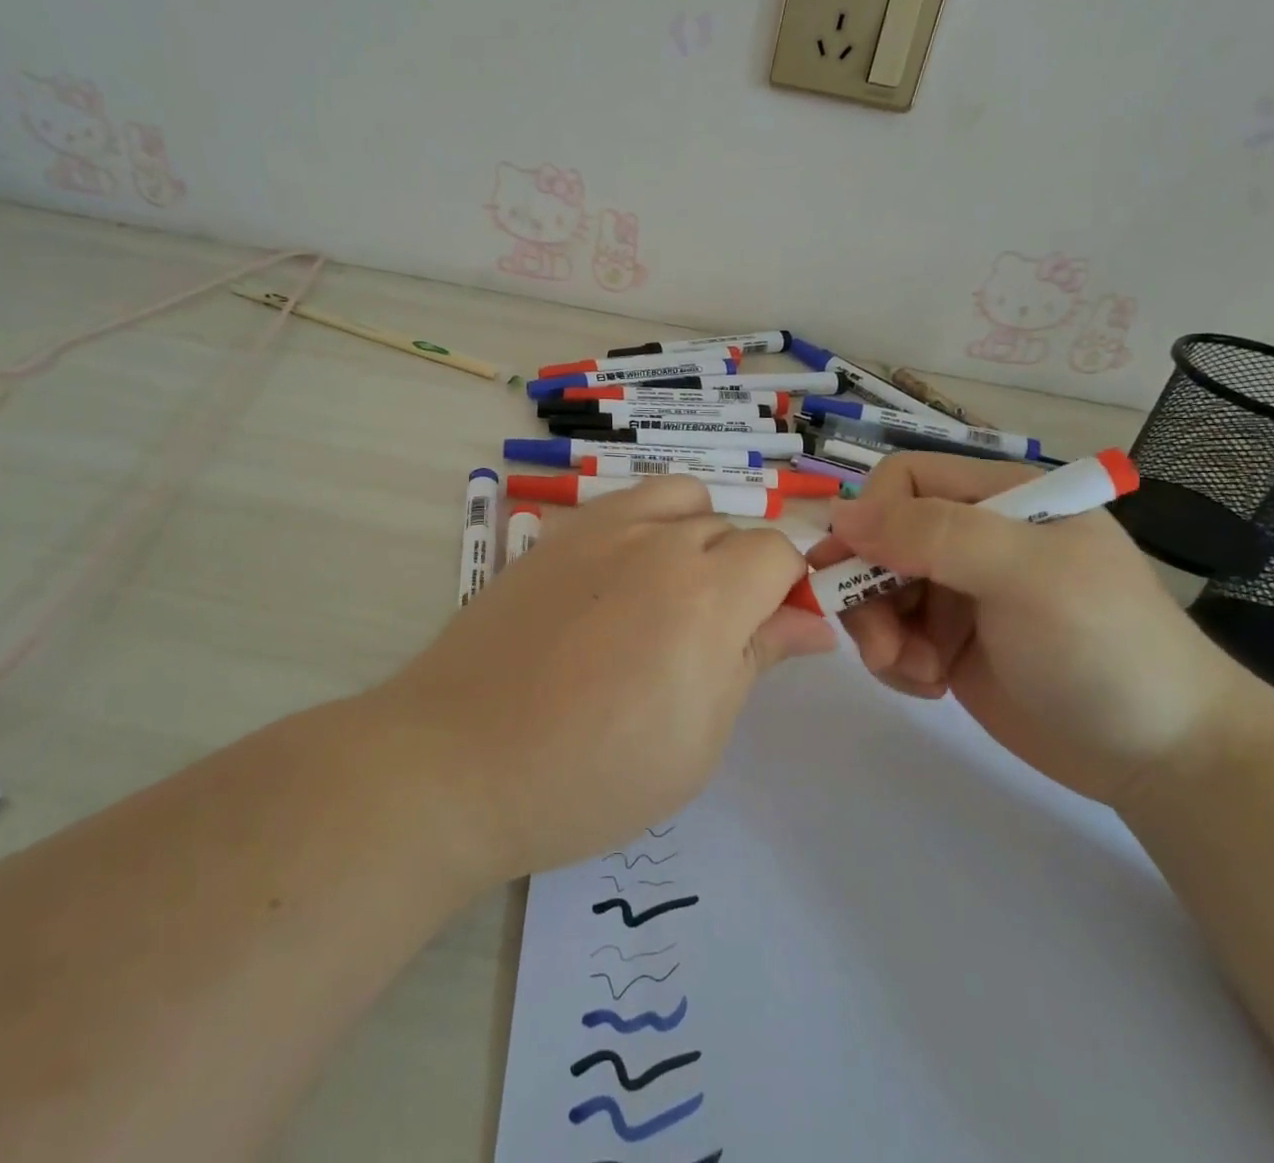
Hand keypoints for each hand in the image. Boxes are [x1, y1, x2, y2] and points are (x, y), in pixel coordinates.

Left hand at [374, 478, 834, 884]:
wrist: (459, 761)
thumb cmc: (591, 776)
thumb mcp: (698, 739)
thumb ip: (757, 660)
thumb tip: (814, 622)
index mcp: (707, 596)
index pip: (778, 552)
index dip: (787, 589)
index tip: (772, 634)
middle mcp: (658, 543)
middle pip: (730, 527)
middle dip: (742, 573)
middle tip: (713, 637)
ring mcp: (600, 529)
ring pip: (680, 497)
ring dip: (696, 533)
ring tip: (671, 592)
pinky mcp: (556, 534)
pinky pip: (623, 505)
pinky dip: (644, 527)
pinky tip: (617, 584)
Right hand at [804, 453, 1253, 803]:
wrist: (1164, 757)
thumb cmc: (1103, 648)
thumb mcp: (1025, 575)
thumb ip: (935, 534)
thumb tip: (842, 516)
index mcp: (999, 497)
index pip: (904, 480)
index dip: (871, 518)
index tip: (857, 572)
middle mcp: (974, 536)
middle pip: (879, 539)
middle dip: (867, 590)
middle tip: (883, 646)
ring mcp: (960, 591)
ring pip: (876, 589)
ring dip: (880, 632)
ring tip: (916, 673)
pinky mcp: (950, 642)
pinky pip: (892, 634)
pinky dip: (895, 661)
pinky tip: (931, 686)